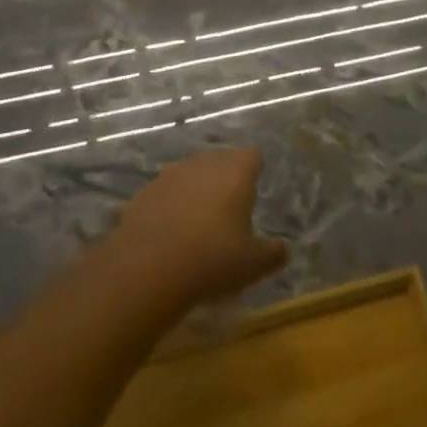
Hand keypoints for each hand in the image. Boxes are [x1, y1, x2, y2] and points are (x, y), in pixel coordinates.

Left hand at [110, 148, 286, 310]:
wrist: (145, 271)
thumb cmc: (211, 260)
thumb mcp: (253, 265)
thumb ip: (273, 253)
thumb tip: (282, 249)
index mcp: (235, 172)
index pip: (253, 156)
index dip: (255, 170)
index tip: (255, 189)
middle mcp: (203, 164)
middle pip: (220, 161)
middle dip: (225, 179)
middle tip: (230, 209)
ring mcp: (170, 175)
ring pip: (190, 174)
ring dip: (195, 191)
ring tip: (198, 222)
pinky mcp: (143, 193)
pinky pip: (164, 194)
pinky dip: (169, 207)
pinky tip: (168, 234)